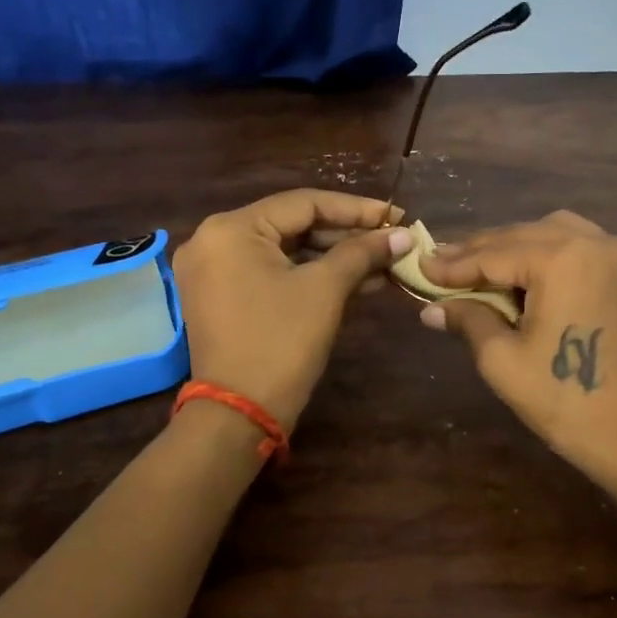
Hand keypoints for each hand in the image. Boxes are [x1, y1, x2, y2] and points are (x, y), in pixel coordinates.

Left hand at [174, 191, 411, 430]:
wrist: (239, 414)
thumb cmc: (282, 342)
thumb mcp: (325, 290)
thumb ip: (363, 253)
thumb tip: (402, 234)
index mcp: (231, 229)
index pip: (303, 203)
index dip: (355, 209)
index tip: (394, 216)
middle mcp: (213, 241)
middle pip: (292, 225)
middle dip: (346, 235)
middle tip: (390, 240)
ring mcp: (214, 271)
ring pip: (285, 251)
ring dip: (333, 258)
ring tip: (382, 263)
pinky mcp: (222, 297)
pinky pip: (272, 273)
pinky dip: (310, 276)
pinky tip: (356, 282)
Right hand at [420, 212, 616, 490]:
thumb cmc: (568, 401)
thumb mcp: (504, 361)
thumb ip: (469, 319)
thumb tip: (430, 308)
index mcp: (564, 259)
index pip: (495, 254)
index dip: (454, 264)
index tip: (421, 266)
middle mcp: (596, 241)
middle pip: (523, 235)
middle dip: (480, 252)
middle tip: (441, 264)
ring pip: (553, 233)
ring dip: (514, 247)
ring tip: (479, 268)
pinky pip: (580, 246)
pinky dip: (547, 254)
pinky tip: (523, 274)